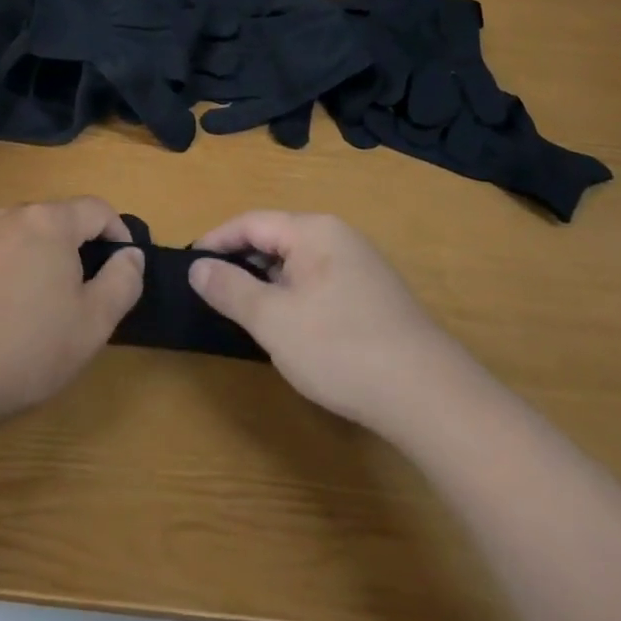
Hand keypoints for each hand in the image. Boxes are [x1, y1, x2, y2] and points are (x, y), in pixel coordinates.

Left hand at [0, 197, 143, 428]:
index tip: (125, 264)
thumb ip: (122, 282)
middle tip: (87, 292)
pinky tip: (7, 313)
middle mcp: (13, 215)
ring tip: (47, 304)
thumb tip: (131, 254)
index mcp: (50, 222)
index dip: (118, 232)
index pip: (96, 209)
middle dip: (79, 247)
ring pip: (26, 236)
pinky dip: (13, 271)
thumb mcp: (93, 323)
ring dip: (44, 259)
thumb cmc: (28, 346)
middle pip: (59, 219)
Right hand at [189, 211, 443, 425]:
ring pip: (298, 265)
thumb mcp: (273, 320)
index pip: (251, 222)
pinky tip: (291, 331)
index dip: (216, 241)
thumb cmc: (341, 348)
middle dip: (242, 264)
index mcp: (313, 230)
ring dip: (268, 285)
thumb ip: (230, 289)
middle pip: (275, 239)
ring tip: (245, 315)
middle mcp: (338, 237)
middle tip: (212, 294)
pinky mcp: (375, 298)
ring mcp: (361, 267)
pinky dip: (294, 299)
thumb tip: (197, 266)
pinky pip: (320, 284)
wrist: (431, 398)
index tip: (189, 266)